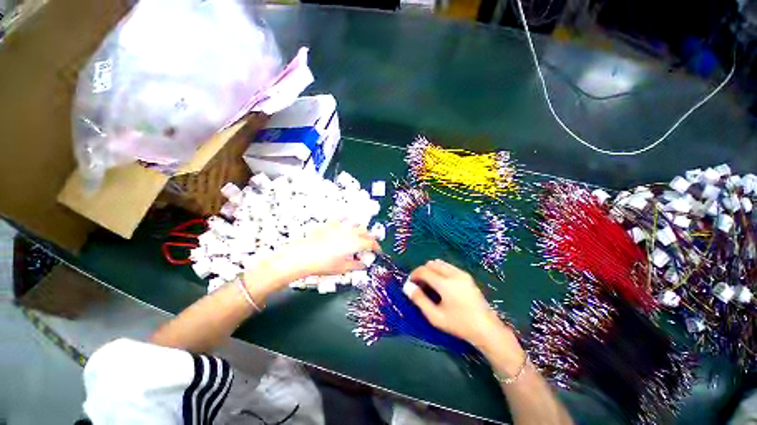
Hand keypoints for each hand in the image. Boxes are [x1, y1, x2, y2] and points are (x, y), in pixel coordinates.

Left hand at [272, 221, 379, 281]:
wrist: (301, 256)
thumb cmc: (323, 264)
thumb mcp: (342, 268)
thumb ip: (356, 265)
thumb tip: (363, 264)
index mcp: (354, 243)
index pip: (370, 243)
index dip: (376, 246)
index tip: (377, 250)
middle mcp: (349, 232)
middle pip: (364, 232)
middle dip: (369, 238)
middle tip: (369, 245)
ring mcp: (339, 227)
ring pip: (354, 225)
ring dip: (359, 230)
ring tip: (358, 236)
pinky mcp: (328, 225)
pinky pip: (341, 220)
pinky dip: (346, 223)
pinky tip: (344, 226)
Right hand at [404, 259, 514, 350]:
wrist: (486, 329)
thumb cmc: (459, 325)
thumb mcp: (435, 316)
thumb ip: (419, 300)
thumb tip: (407, 287)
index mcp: (445, 283)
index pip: (424, 271)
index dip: (414, 275)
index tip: (410, 284)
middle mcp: (453, 274)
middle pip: (431, 264)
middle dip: (422, 271)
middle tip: (419, 285)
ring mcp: (462, 273)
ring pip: (440, 263)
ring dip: (431, 270)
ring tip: (430, 284)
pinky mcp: (467, 276)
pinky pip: (448, 267)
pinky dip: (440, 271)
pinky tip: (441, 284)